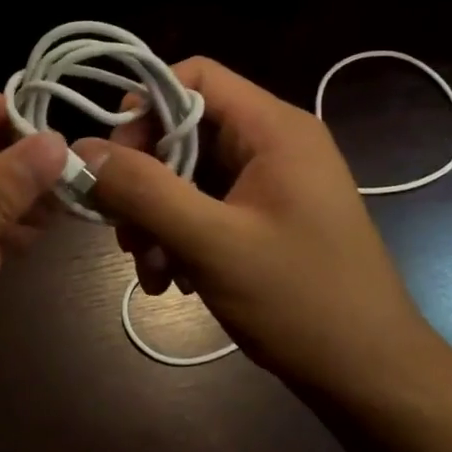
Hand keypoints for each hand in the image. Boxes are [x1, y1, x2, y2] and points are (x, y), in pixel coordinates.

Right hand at [73, 58, 432, 399]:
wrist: (370, 374)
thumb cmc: (300, 300)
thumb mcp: (211, 243)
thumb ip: (143, 190)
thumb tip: (81, 150)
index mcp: (273, 129)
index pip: (194, 76)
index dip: (144, 108)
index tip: (112, 161)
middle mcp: (273, 144)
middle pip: (184, 131)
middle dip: (144, 180)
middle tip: (124, 232)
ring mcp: (271, 183)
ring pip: (188, 175)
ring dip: (156, 218)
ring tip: (151, 270)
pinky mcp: (266, 217)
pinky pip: (205, 207)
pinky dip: (179, 237)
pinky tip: (173, 280)